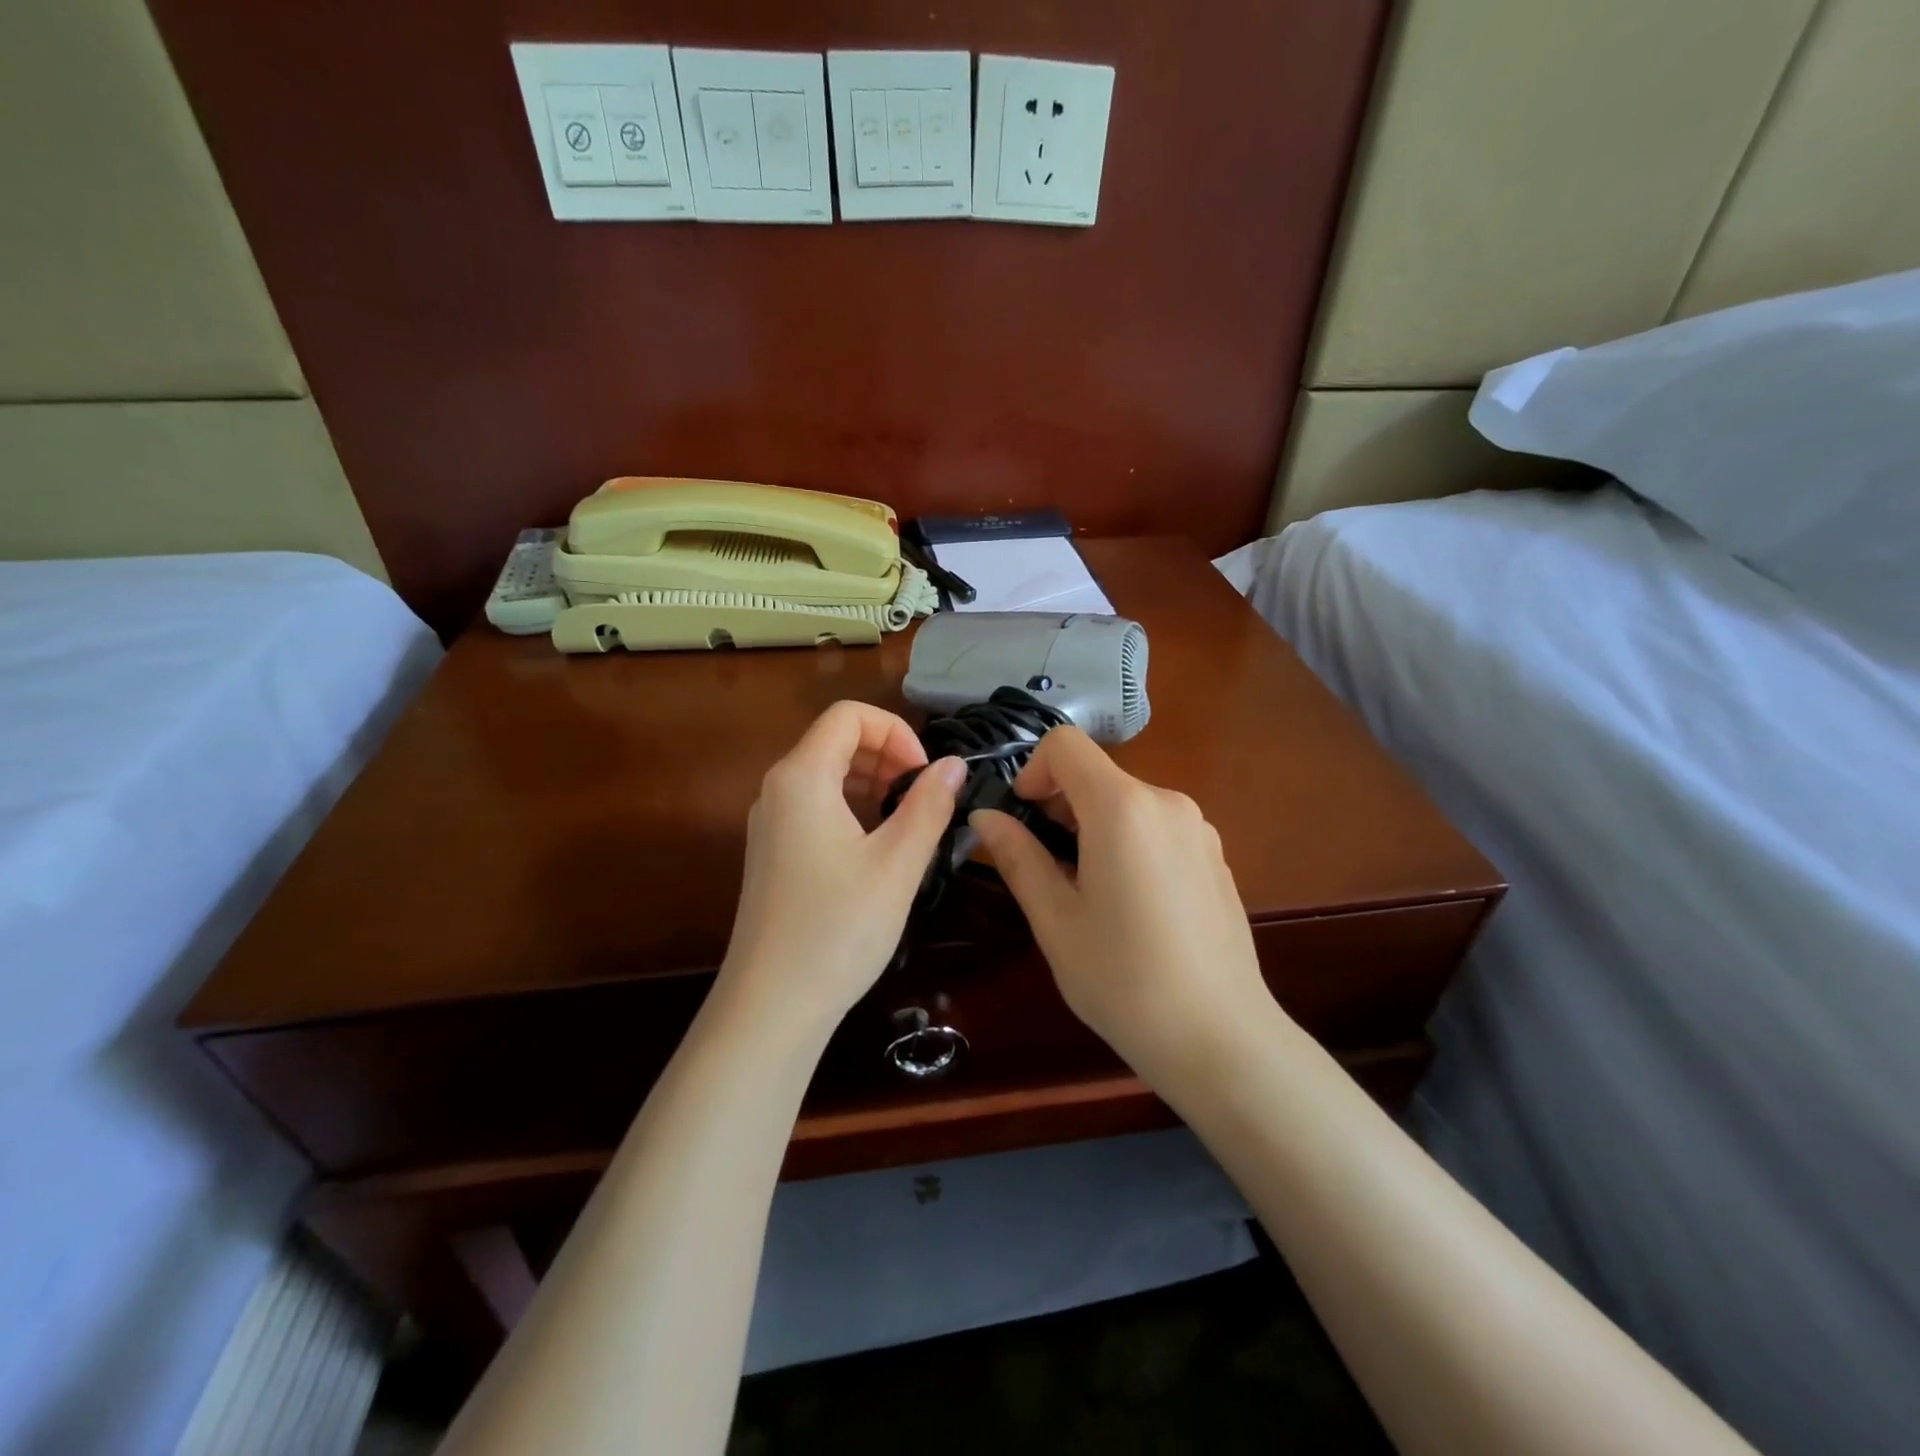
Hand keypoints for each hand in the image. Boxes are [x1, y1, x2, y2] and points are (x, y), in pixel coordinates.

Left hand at [715, 701, 964, 1038]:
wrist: (771, 1006)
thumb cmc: (838, 928)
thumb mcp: (897, 864)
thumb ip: (929, 805)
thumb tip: (954, 765)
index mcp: (801, 777)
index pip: (849, 715)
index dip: (896, 732)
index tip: (926, 774)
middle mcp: (776, 789)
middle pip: (835, 740)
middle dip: (887, 754)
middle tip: (924, 797)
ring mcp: (769, 822)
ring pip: (826, 774)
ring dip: (872, 781)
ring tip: (908, 820)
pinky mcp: (772, 852)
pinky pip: (815, 806)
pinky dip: (852, 807)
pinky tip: (878, 846)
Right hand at [970, 728, 1276, 1078]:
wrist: (1220, 1038)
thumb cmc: (1123, 979)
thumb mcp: (1055, 919)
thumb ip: (1018, 856)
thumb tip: (985, 818)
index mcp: (1123, 808)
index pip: (1065, 744)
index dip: (1032, 771)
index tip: (1022, 818)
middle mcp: (1167, 802)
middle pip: (1097, 775)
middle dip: (1060, 806)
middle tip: (1045, 868)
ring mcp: (1199, 829)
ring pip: (1127, 803)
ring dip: (1094, 828)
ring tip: (1087, 893)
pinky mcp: (1215, 856)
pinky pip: (1157, 828)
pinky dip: (1129, 844)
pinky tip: (1132, 907)